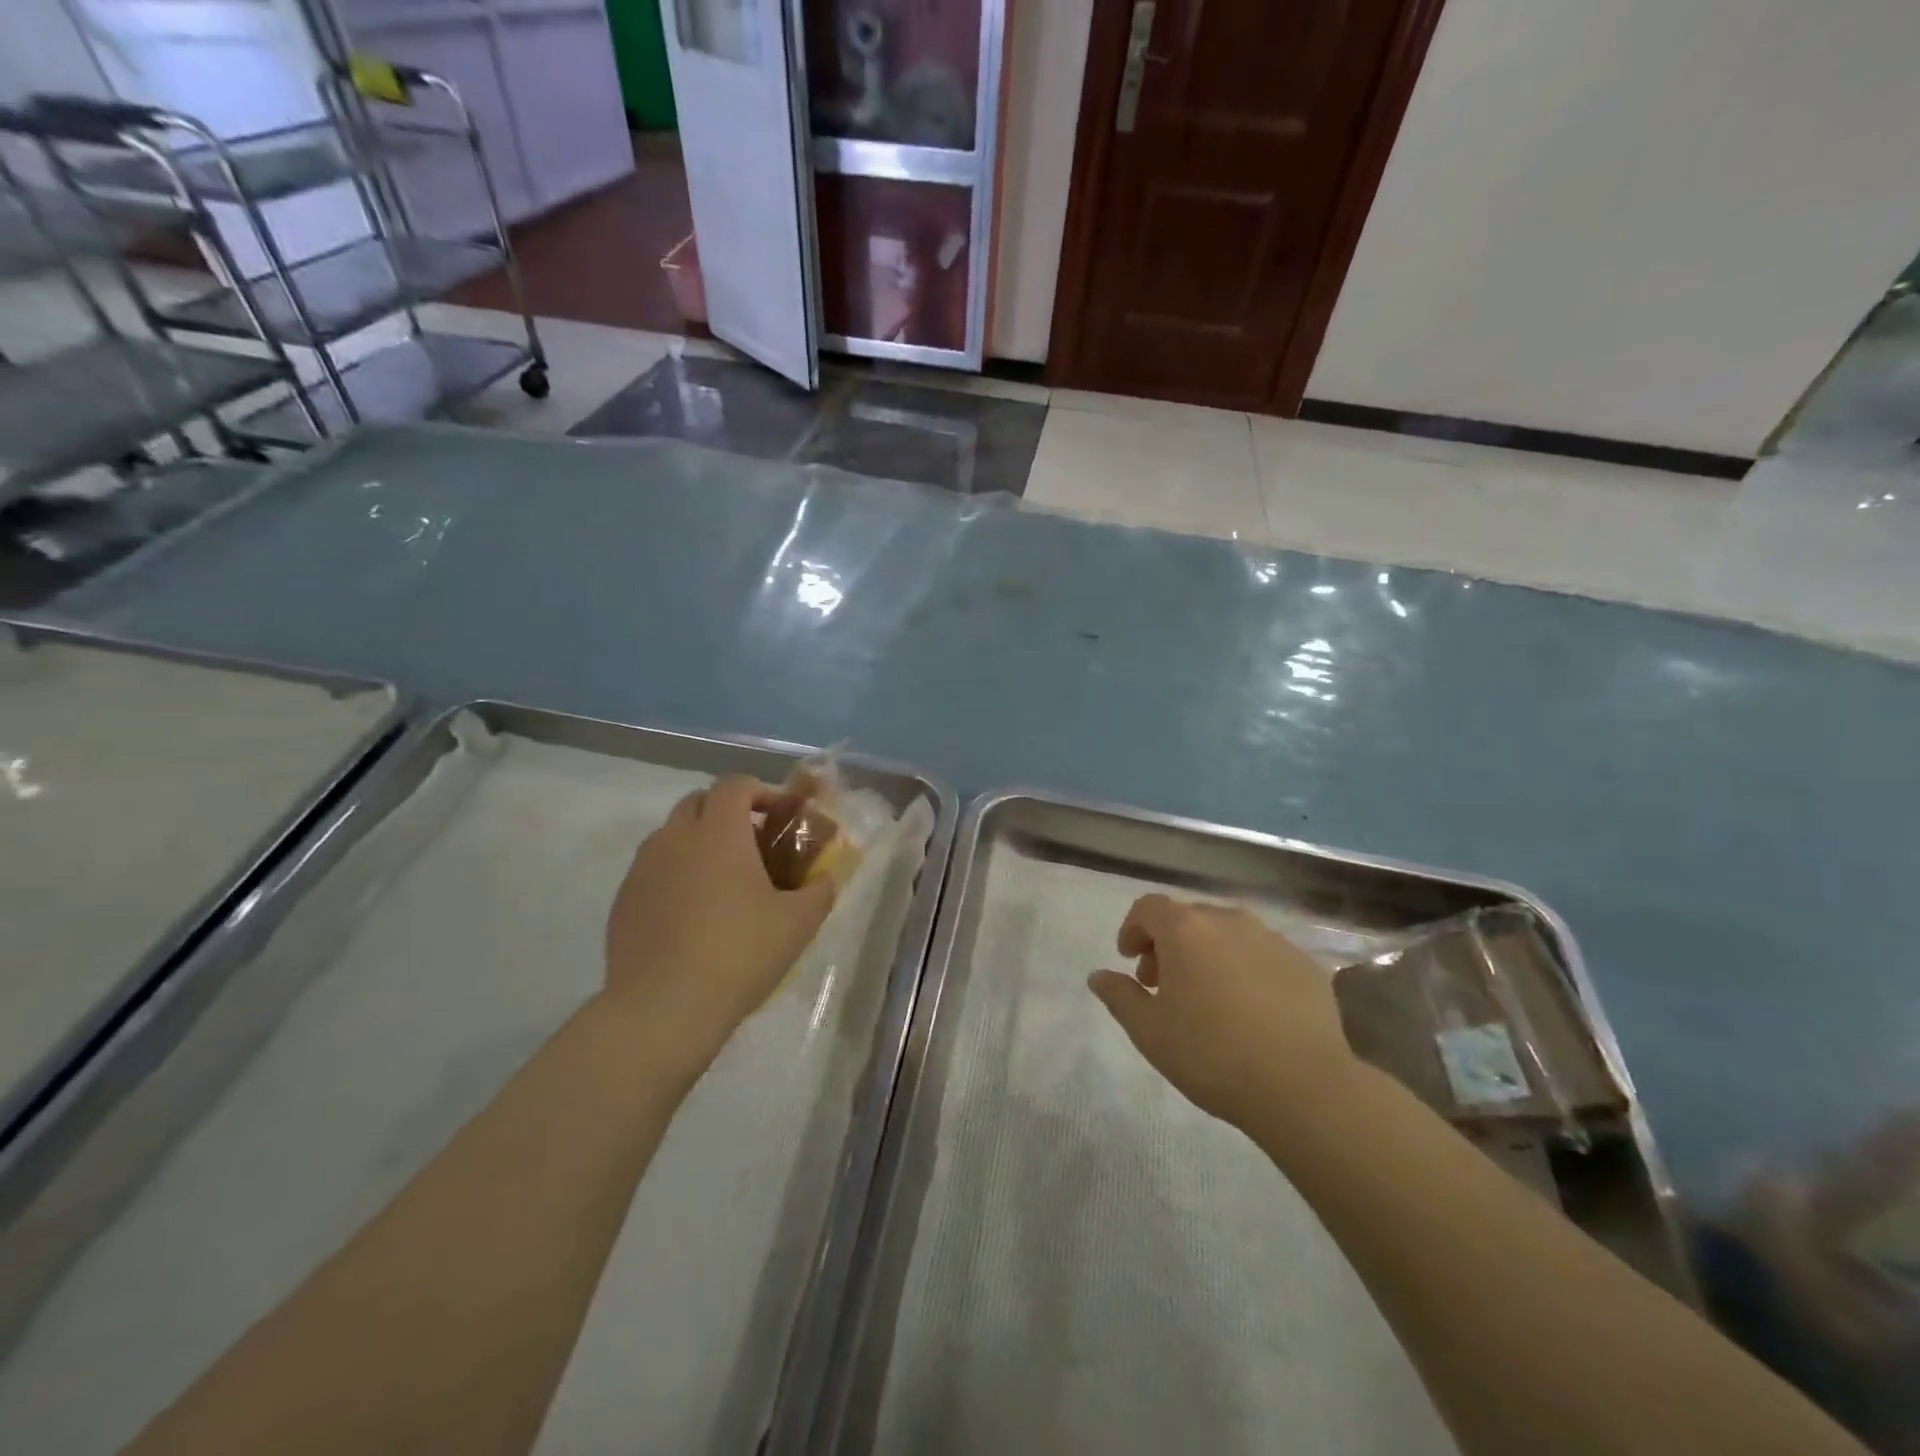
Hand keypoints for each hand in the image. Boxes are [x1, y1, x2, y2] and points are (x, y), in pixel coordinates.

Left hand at [603, 775, 835, 1075]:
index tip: (781, 815)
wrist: (663, 1009)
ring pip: (672, 835)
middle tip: (754, 845)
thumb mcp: (799, 922)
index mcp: (719, 832)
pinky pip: (653, 870)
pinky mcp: (623, 900)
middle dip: (728, 812)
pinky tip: (692, 915)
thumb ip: (820, 889)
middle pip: (699, 801)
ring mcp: (643, 868)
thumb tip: (826, 877)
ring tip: (723, 882)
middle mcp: (675, 838)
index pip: (735, 785)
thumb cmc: (740, 953)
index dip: (762, 792)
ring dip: (699, 842)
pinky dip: (675, 874)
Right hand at [1088, 894, 1355, 1130]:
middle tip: (1163, 985)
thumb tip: (1099, 976)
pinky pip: (1262, 955)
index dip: (1133, 929)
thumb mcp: (1149, 1031)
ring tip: (1208, 998)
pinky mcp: (1305, 964)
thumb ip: (1119, 996)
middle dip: (1169, 944)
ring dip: (1208, 954)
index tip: (1130, 960)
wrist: (1303, 1086)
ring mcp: (1272, 939)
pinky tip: (1250, 1010)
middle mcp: (1229, 921)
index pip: (1149, 907)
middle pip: (1189, 918)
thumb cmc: (1211, 1054)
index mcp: (1186, 929)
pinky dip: (1245, 969)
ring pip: (1228, 934)